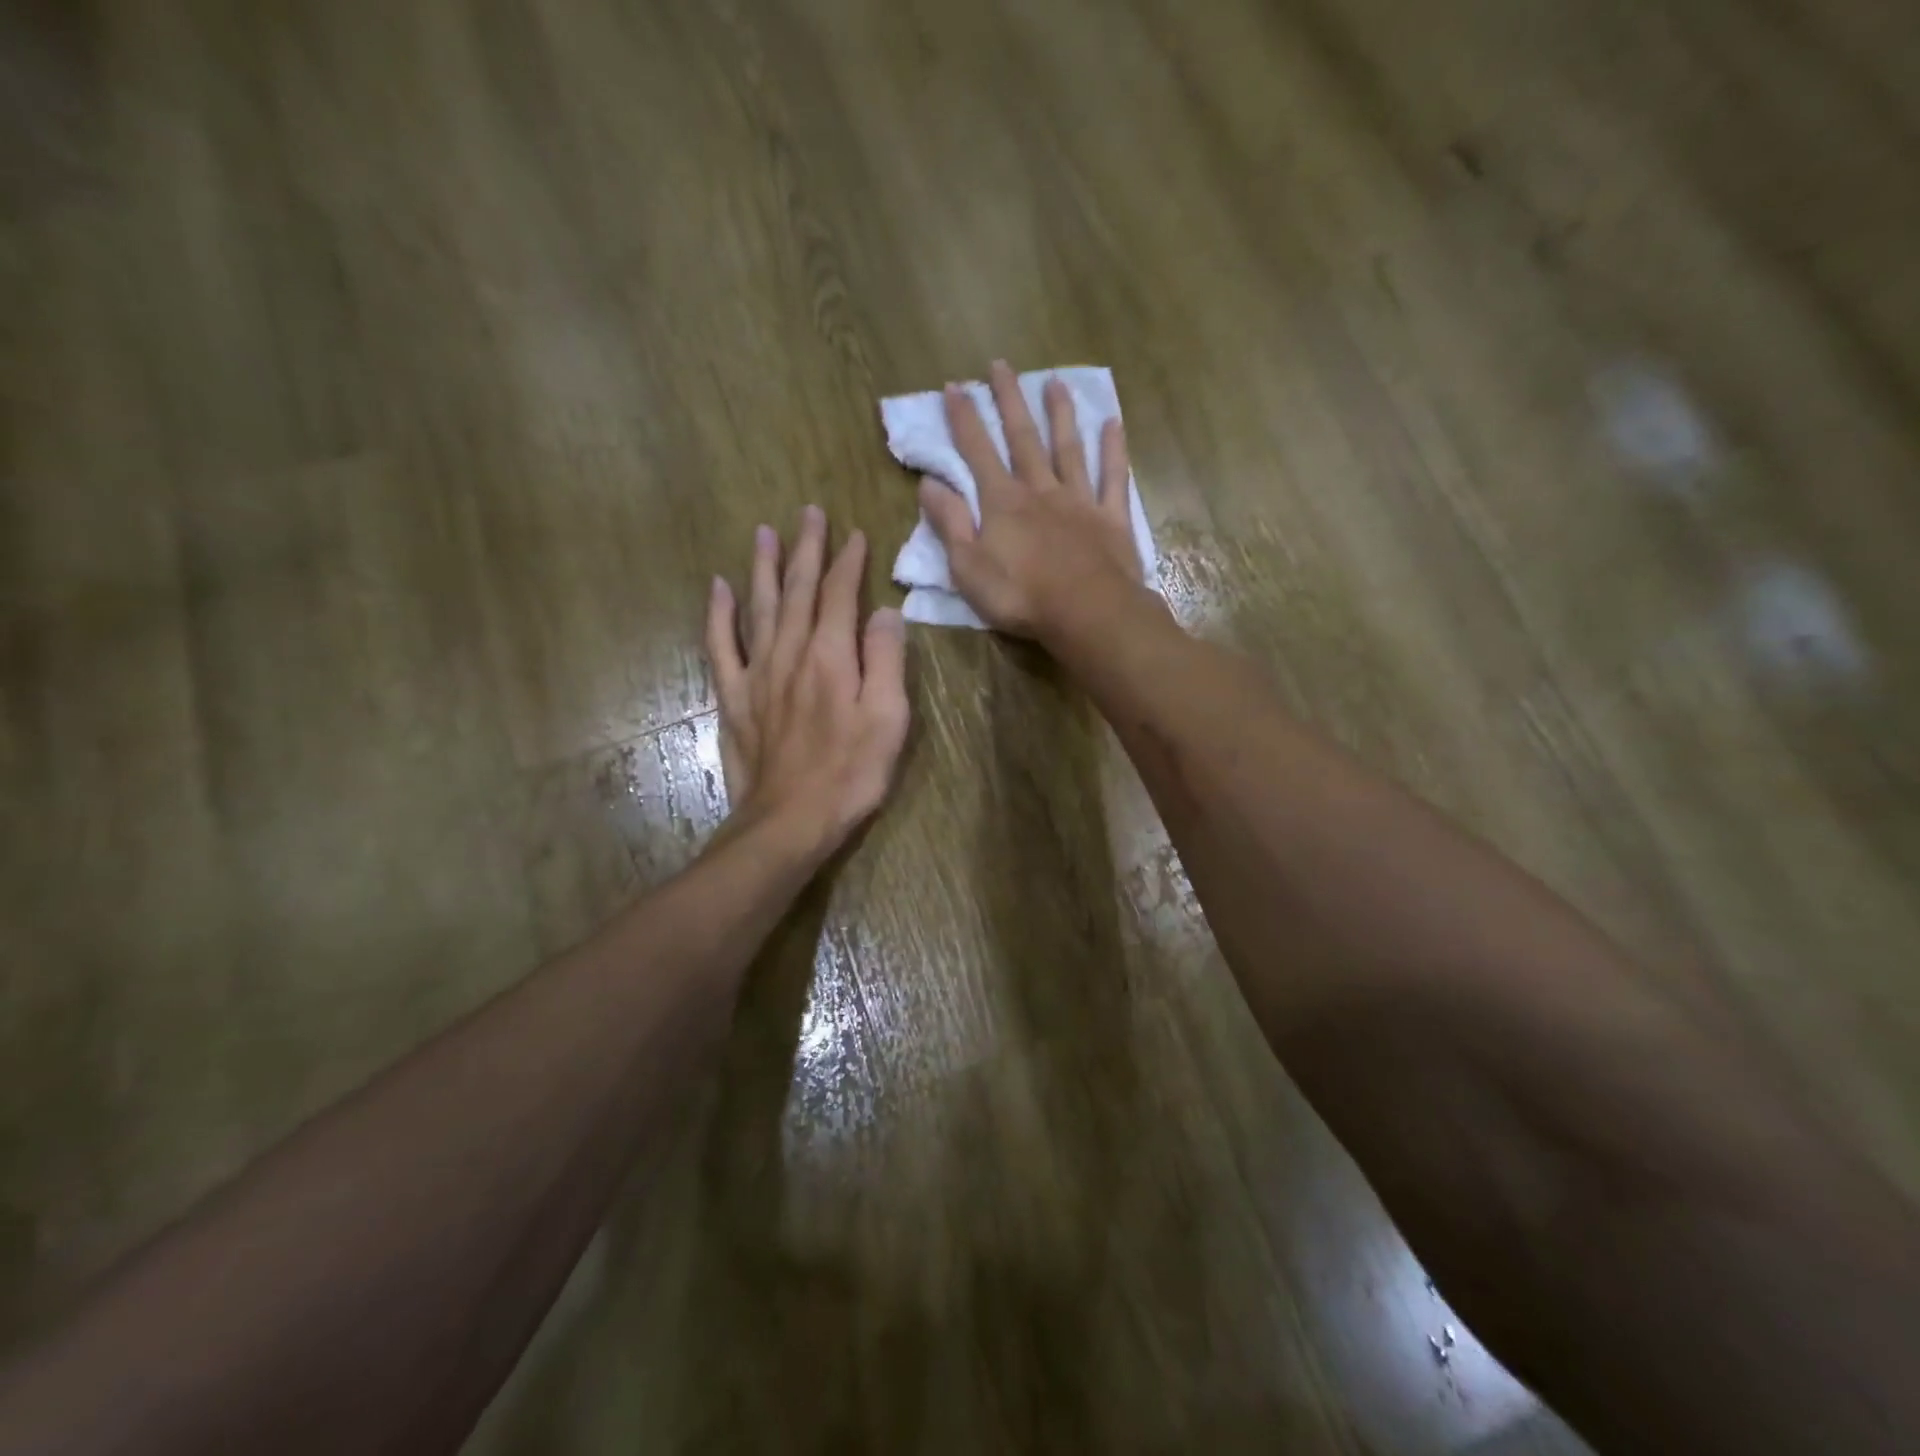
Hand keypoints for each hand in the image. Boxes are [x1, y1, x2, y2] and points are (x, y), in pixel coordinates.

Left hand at [706, 507, 909, 857]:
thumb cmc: (851, 773)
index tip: (855, 533)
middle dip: (805, 549)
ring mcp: (757, 673)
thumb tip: (885, 612)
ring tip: (764, 532)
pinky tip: (718, 587)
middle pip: (797, 590)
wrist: (789, 821)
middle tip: (808, 513)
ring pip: (758, 607)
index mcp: (830, 656)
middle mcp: (790, 653)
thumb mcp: (888, 719)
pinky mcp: (734, 697)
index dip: (848, 561)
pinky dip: (719, 614)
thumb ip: (885, 660)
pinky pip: (721, 646)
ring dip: (762, 567)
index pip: (840, 594)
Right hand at [916, 360, 1147, 638]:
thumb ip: (950, 523)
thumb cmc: (1020, 596)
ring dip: (1060, 414)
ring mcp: (1079, 500)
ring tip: (1055, 381)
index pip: (977, 452)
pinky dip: (1114, 450)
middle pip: (1023, 438)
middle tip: (1001, 364)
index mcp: (1002, 503)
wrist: (1087, 613)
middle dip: (1009, 400)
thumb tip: (929, 483)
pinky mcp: (1111, 518)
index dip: (964, 419)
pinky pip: (1113, 477)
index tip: (954, 386)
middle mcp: (1040, 490)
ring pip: (1068, 448)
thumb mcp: (968, 568)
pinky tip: (1113, 424)